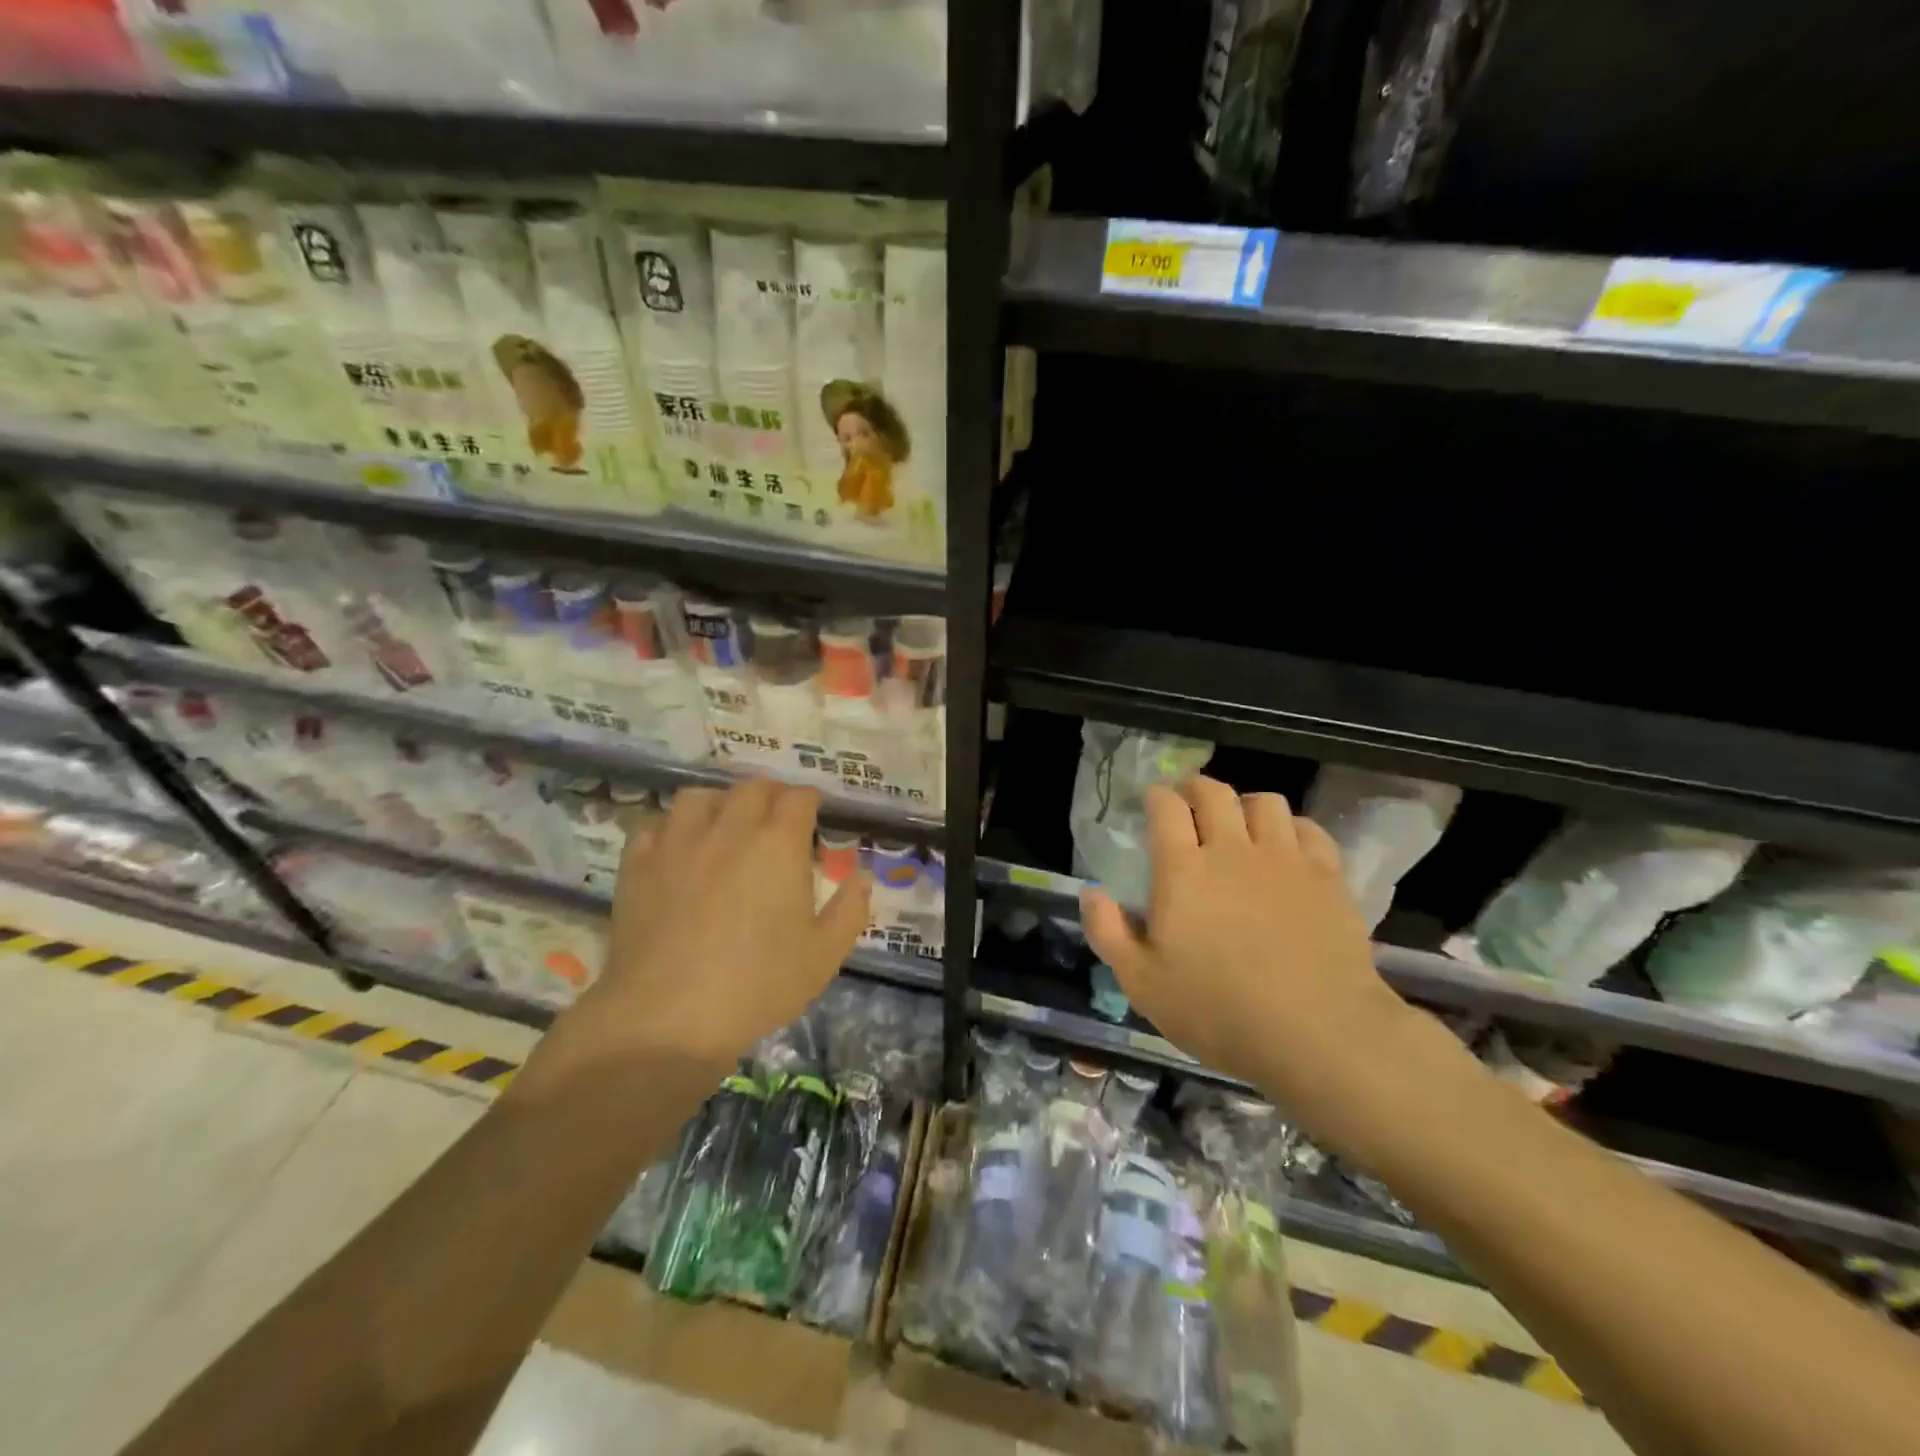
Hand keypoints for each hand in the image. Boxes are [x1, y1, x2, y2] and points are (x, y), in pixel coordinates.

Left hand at [577, 779, 870, 1072]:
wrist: (669, 1016)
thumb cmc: (758, 984)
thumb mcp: (824, 955)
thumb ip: (849, 909)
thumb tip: (861, 876)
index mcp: (779, 843)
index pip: (798, 797)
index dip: (809, 801)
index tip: (814, 816)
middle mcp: (730, 829)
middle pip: (752, 787)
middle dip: (770, 795)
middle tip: (775, 820)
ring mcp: (678, 843)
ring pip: (699, 796)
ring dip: (718, 802)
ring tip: (723, 825)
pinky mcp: (638, 865)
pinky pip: (653, 826)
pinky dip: (668, 828)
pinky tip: (675, 849)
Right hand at [1081, 777, 1428, 1140]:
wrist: (1316, 1032)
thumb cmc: (1217, 1010)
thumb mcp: (1141, 983)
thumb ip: (1108, 932)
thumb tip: (1092, 891)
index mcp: (1182, 870)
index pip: (1166, 808)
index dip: (1157, 796)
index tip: (1152, 801)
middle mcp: (1232, 850)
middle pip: (1214, 793)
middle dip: (1196, 788)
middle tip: (1189, 801)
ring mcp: (1284, 859)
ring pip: (1266, 802)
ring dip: (1246, 804)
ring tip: (1241, 822)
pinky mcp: (1327, 877)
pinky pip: (1309, 829)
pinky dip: (1293, 828)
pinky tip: (1288, 846)